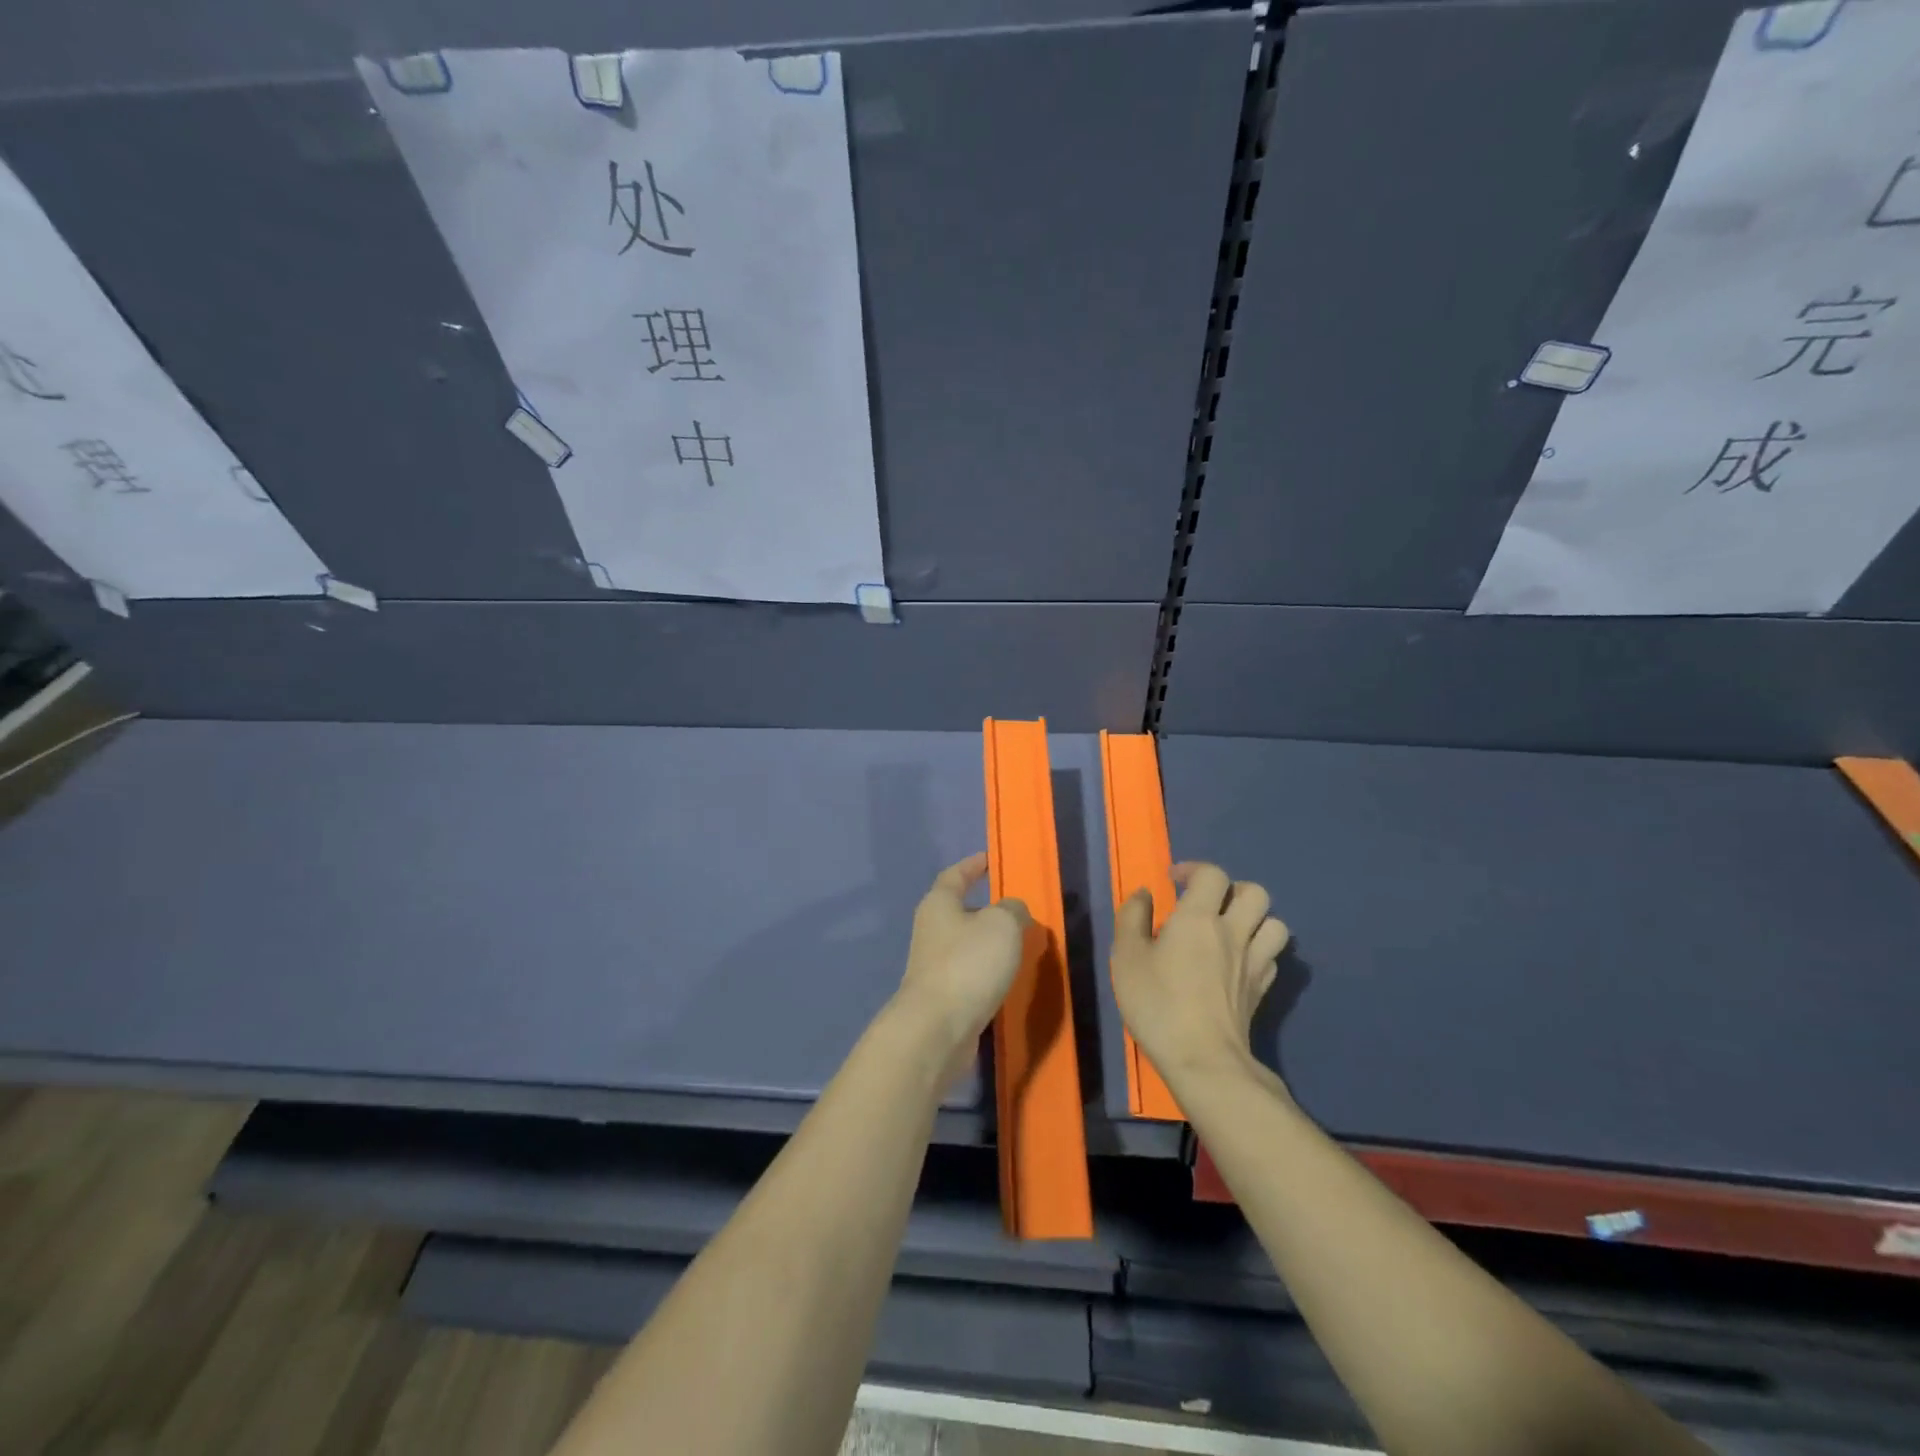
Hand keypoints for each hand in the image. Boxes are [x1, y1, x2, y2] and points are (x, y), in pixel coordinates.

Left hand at [893, 853, 1030, 1073]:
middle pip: (958, 911)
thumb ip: (1013, 910)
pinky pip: (968, 974)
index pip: (955, 875)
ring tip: (1019, 945)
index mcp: (939, 904)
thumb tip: (1013, 912)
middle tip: (1016, 909)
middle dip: (985, 909)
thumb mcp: (1002, 925)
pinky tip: (1006, 979)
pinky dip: (986, 971)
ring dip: (987, 943)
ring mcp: (933, 966)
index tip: (989, 860)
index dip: (973, 865)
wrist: (937, 1029)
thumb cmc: (968, 963)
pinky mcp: (942, 997)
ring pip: (965, 945)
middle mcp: (931, 931)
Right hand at [1111, 862, 1290, 1084]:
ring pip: (1275, 924)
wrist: (1203, 1060)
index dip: (1194, 869)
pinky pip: (1272, 957)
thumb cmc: (1158, 1003)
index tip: (1174, 881)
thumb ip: (1132, 918)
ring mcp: (1253, 963)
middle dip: (1232, 890)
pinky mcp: (1261, 991)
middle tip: (1208, 904)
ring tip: (1231, 929)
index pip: (1212, 875)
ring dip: (1256, 920)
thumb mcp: (1126, 957)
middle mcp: (1233, 932)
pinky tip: (1239, 962)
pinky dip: (1260, 951)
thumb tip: (1144, 894)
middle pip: (1255, 893)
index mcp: (1199, 918)